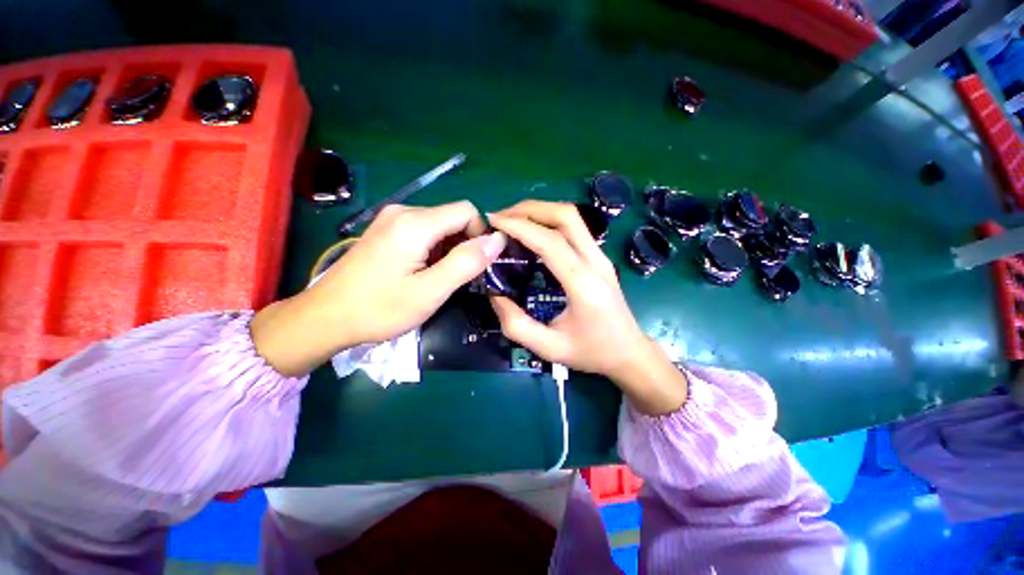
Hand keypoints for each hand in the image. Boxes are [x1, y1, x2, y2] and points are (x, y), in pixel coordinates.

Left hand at [252, 201, 505, 375]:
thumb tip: (498, 240)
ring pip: (440, 225)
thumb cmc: (379, 309)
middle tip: (455, 278)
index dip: (479, 236)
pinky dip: (434, 249)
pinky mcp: (386, 230)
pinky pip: (424, 231)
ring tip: (438, 278)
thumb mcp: (430, 291)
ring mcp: (391, 219)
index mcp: (415, 223)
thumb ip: (466, 263)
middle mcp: (403, 211)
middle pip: (453, 217)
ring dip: (449, 249)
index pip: (467, 211)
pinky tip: (423, 272)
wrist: (324, 318)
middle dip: (464, 245)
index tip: (475, 265)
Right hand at [487, 201, 687, 414]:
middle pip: (566, 216)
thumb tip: (493, 295)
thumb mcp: (549, 348)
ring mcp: (601, 256)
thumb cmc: (592, 352)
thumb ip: (516, 325)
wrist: (630, 353)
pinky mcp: (599, 257)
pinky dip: (549, 221)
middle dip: (530, 209)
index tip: (494, 221)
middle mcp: (596, 262)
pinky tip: (533, 232)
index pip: (551, 242)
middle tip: (501, 217)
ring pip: (572, 217)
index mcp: (584, 284)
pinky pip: (574, 228)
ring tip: (513, 220)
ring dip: (540, 211)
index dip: (520, 226)